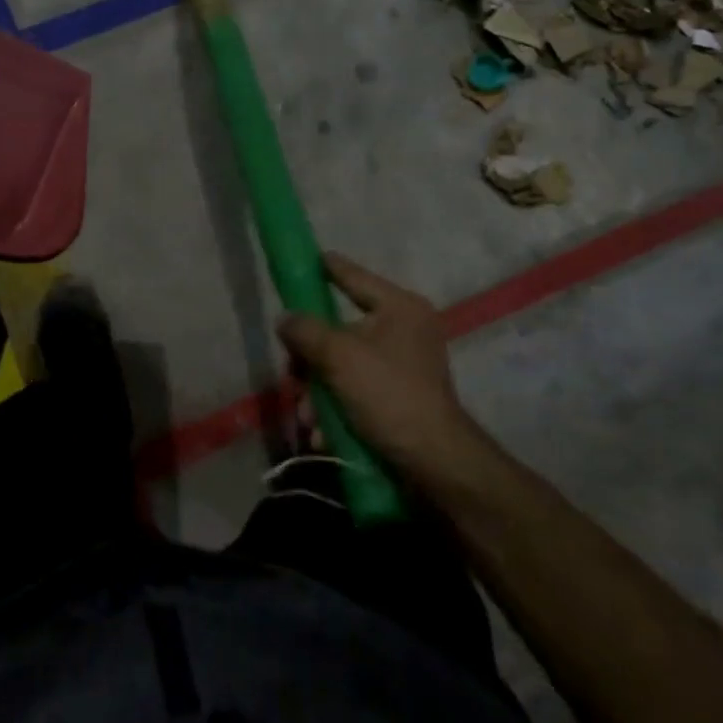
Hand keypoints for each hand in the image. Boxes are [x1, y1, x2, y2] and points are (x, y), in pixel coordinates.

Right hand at [276, 252, 477, 481]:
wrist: (435, 464)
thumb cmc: (389, 395)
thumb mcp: (339, 357)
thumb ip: (306, 331)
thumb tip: (286, 319)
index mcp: (399, 307)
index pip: (354, 276)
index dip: (327, 267)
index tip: (306, 258)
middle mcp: (405, 329)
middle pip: (340, 330)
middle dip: (311, 361)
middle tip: (293, 378)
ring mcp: (404, 365)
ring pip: (343, 366)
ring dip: (318, 392)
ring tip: (308, 420)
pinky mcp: (400, 397)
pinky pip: (357, 391)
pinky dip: (337, 409)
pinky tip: (323, 434)